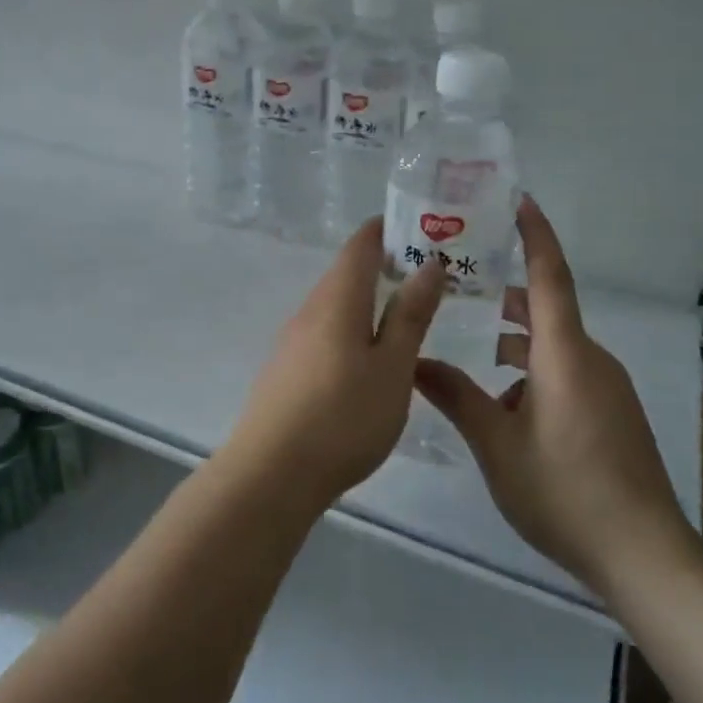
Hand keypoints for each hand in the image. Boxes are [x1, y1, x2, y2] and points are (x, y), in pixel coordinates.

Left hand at [224, 219, 446, 514]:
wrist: (271, 473)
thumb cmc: (343, 417)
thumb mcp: (392, 367)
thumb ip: (410, 315)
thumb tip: (429, 264)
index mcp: (337, 299)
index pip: (361, 244)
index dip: (389, 229)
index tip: (424, 229)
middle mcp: (310, 309)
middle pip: (348, 272)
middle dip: (386, 265)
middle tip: (431, 277)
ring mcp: (293, 339)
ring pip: (336, 304)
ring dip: (370, 299)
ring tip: (408, 315)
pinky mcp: (286, 368)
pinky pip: (325, 330)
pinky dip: (353, 326)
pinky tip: (369, 357)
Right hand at [414, 196, 694, 611]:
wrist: (645, 555)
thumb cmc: (564, 490)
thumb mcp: (497, 444)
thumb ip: (455, 397)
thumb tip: (413, 362)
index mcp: (565, 354)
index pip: (550, 276)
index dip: (535, 235)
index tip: (519, 201)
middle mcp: (591, 359)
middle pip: (546, 312)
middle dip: (507, 299)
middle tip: (463, 289)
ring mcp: (607, 388)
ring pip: (554, 348)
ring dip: (517, 347)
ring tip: (474, 360)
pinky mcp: (614, 414)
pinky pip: (569, 375)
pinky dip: (535, 375)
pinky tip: (507, 412)